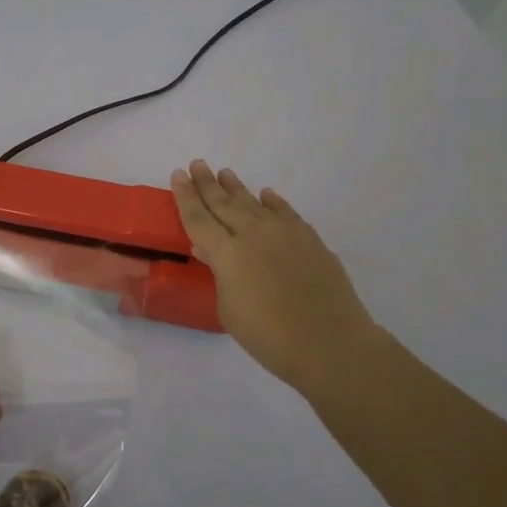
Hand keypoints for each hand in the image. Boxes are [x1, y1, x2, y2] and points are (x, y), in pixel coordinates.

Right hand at [172, 160, 382, 396]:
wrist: (329, 341)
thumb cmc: (269, 336)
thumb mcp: (229, 310)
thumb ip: (219, 274)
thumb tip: (209, 250)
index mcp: (227, 253)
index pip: (198, 218)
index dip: (186, 196)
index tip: (178, 175)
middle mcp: (253, 233)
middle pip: (224, 203)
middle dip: (207, 183)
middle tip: (197, 165)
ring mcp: (284, 233)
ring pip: (254, 202)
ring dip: (236, 188)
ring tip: (224, 173)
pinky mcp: (309, 239)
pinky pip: (285, 212)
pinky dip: (273, 202)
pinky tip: (266, 195)